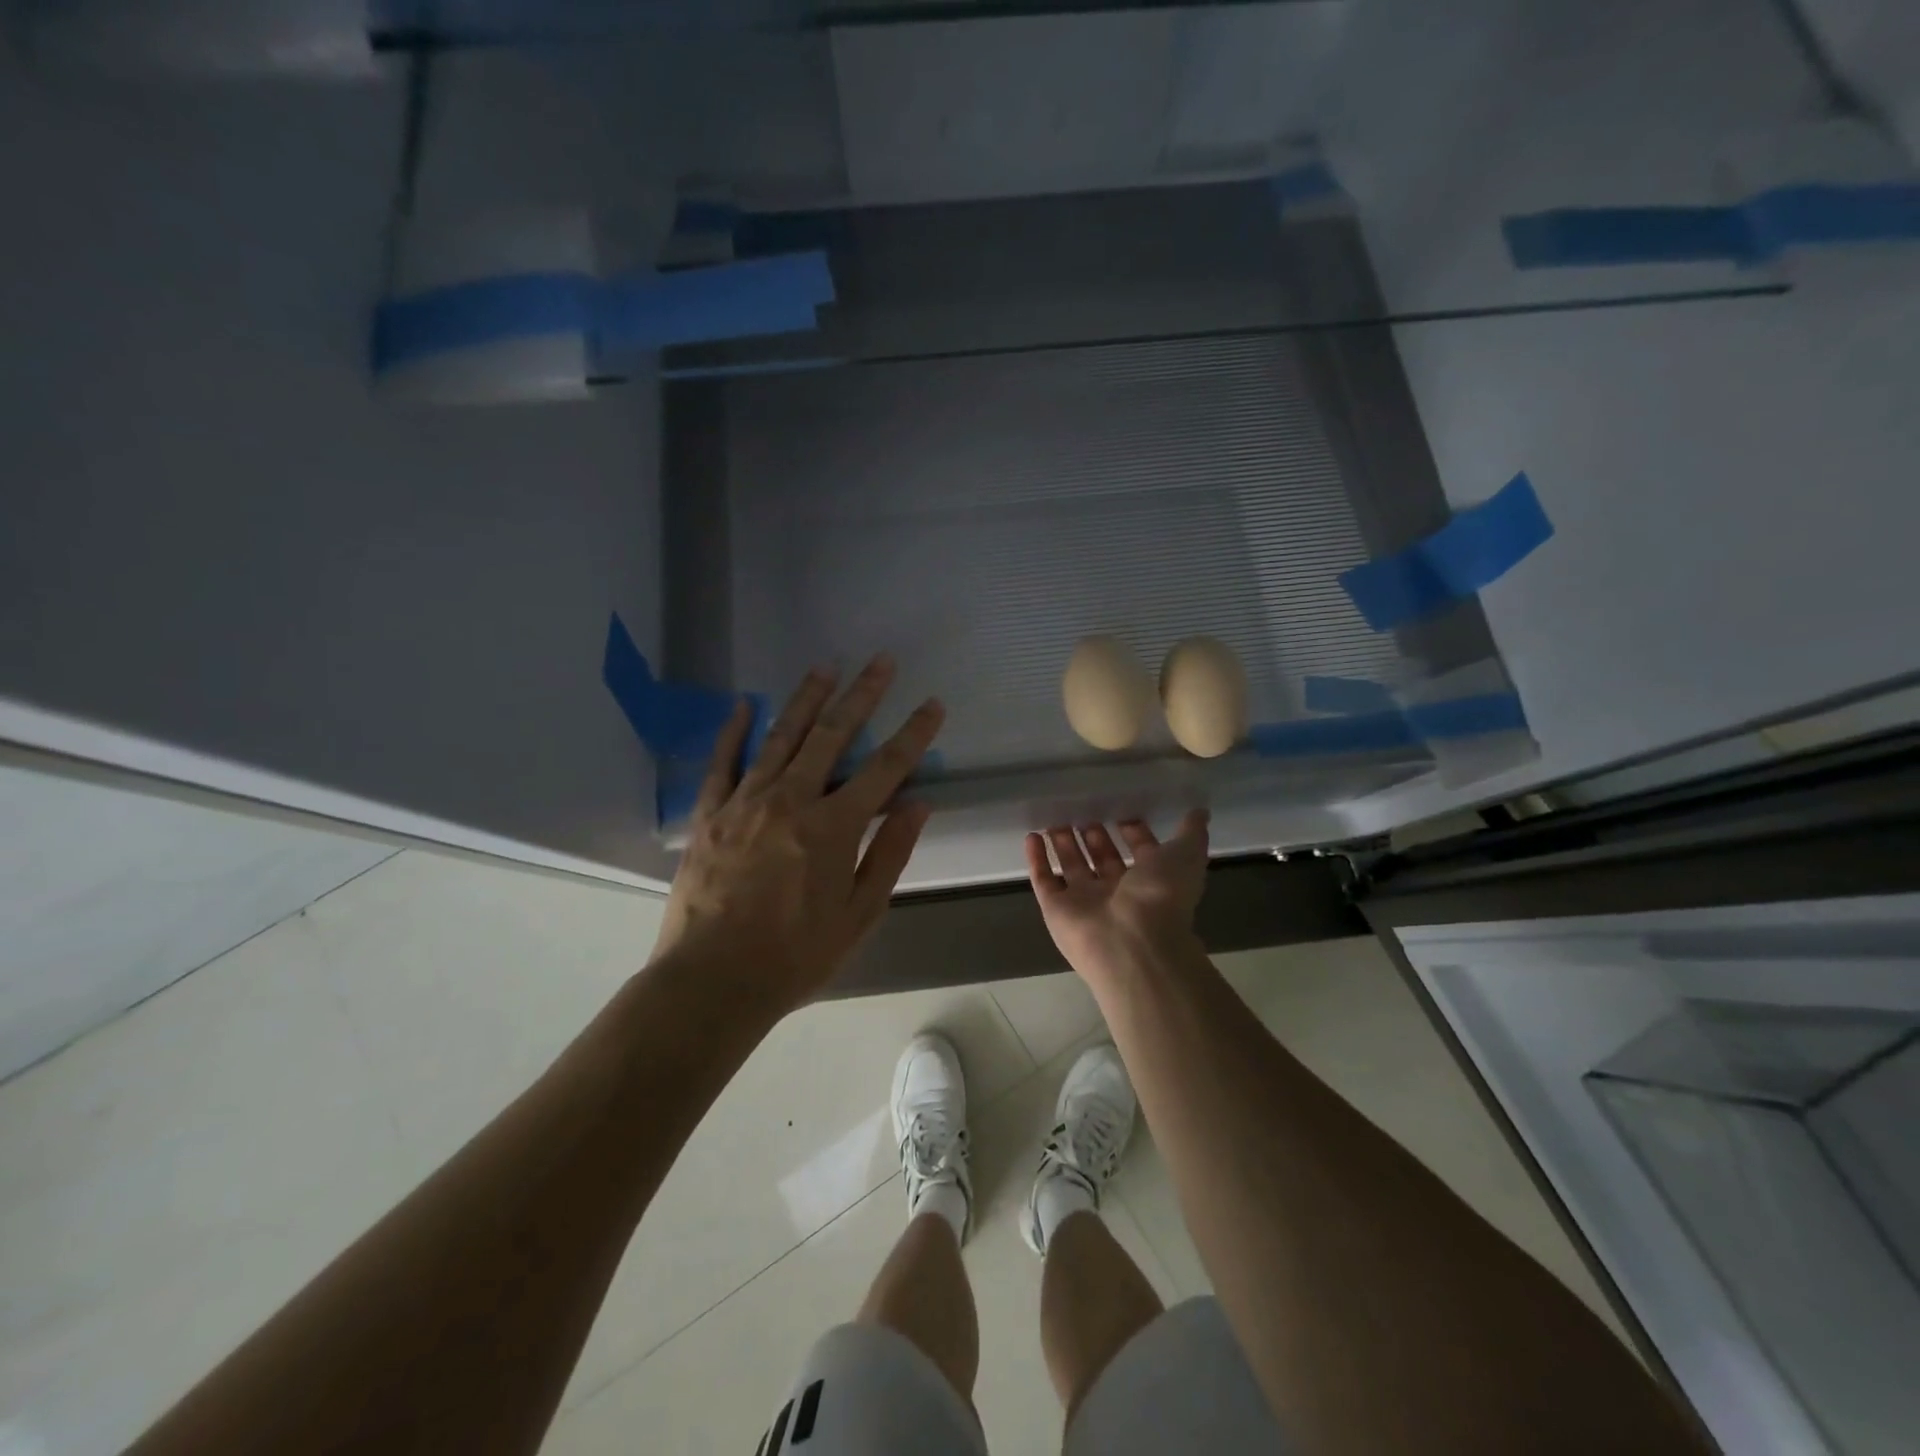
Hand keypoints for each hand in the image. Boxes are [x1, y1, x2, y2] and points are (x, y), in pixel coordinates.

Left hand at [652, 656, 944, 1010]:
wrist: (711, 981)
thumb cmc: (795, 955)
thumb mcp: (858, 914)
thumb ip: (888, 854)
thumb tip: (917, 804)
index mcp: (833, 827)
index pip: (885, 768)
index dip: (913, 733)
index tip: (932, 704)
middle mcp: (791, 800)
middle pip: (833, 735)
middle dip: (862, 694)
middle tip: (880, 661)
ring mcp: (745, 802)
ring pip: (782, 737)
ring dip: (807, 698)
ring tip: (826, 666)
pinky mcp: (710, 814)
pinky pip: (723, 762)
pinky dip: (735, 731)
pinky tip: (747, 705)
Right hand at [1025, 813, 1210, 984]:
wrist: (1132, 943)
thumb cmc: (1161, 896)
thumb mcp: (1185, 856)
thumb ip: (1191, 833)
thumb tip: (1200, 811)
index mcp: (1150, 881)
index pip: (1140, 852)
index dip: (1133, 831)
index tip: (1122, 808)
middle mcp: (1117, 892)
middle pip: (1102, 859)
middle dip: (1093, 836)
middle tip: (1082, 809)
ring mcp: (1084, 902)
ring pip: (1072, 867)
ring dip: (1063, 843)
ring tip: (1054, 818)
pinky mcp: (1056, 909)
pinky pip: (1044, 880)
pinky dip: (1037, 859)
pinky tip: (1031, 835)